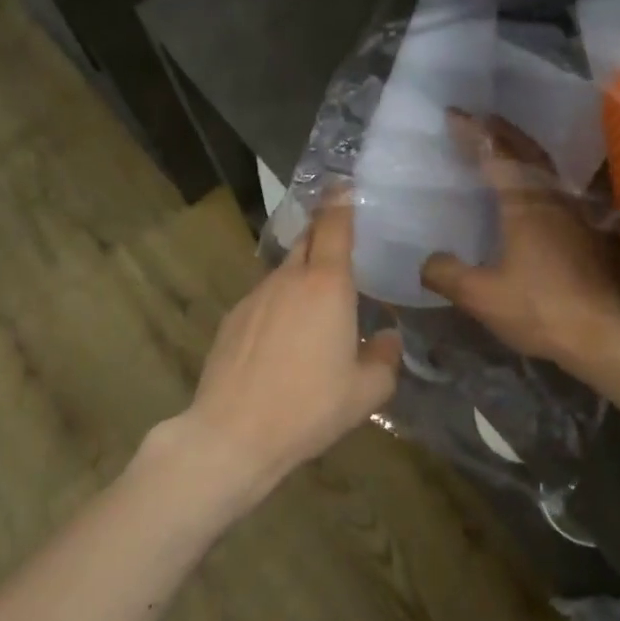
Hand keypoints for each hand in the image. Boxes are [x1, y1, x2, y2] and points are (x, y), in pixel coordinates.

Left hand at [179, 199, 401, 505]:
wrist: (233, 433)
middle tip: (344, 248)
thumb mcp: (367, 391)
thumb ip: (385, 358)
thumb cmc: (309, 408)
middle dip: (324, 234)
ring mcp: (254, 297)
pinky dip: (280, 304)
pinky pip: (264, 298)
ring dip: (303, 276)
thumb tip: (387, 337)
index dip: (342, 201)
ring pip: (285, 271)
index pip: (334, 225)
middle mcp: (288, 280)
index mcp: (326, 286)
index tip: (347, 186)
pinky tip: (284, 340)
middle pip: (307, 239)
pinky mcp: (232, 318)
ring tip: (317, 308)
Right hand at [421, 112, 619, 372]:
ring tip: (499, 150)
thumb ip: (447, 274)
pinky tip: (525, 195)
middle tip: (478, 121)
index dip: (473, 133)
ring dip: (520, 152)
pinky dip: (532, 178)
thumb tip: (426, 261)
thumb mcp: (481, 296)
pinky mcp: (583, 233)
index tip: (453, 115)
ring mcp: (571, 214)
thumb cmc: (539, 308)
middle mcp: (551, 199)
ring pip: (544, 170)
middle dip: (501, 132)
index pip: (495, 155)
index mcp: (523, 204)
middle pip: (526, 152)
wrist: (602, 333)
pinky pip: (552, 189)